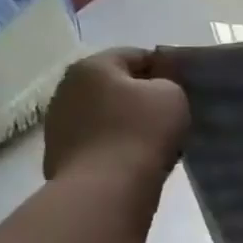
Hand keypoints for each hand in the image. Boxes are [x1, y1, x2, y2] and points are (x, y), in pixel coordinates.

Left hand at [42, 48, 188, 186]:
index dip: (165, 69)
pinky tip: (134, 159)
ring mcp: (58, 121)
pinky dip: (115, 144)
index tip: (184, 89)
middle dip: (142, 96)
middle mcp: (67, 87)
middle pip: (116, 84)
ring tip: (154, 142)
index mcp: (93, 66)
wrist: (105, 187)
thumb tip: (157, 87)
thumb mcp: (172, 95)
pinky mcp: (59, 152)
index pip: (136, 55)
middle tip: (171, 115)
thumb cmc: (142, 132)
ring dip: (127, 122)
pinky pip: (97, 140)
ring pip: (105, 113)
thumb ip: (168, 81)